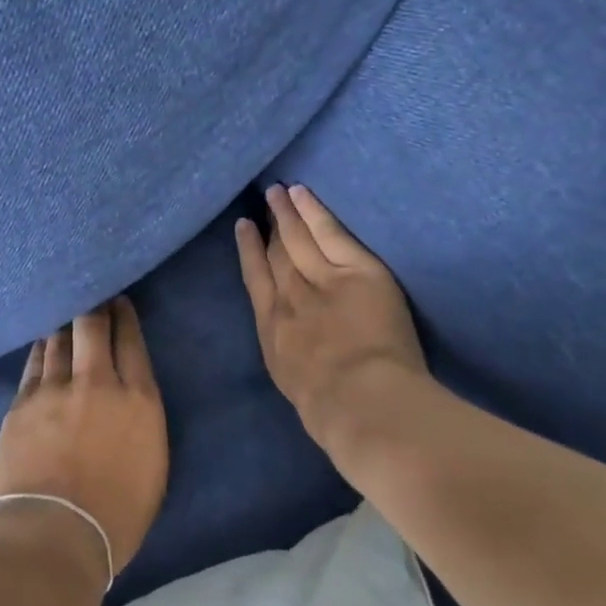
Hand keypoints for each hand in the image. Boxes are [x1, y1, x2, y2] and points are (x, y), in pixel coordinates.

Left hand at [0, 297, 168, 588]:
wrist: (53, 535)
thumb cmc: (116, 517)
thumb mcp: (152, 467)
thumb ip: (142, 422)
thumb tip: (129, 399)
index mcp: (138, 400)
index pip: (131, 341)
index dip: (124, 316)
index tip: (119, 302)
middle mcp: (98, 382)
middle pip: (93, 326)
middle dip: (94, 307)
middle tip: (92, 297)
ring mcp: (55, 389)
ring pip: (59, 339)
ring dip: (65, 325)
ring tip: (66, 316)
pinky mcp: (23, 402)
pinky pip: (34, 363)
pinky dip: (42, 349)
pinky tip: (43, 343)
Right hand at [236, 184, 437, 480]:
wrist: (360, 401)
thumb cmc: (332, 413)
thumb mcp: (298, 389)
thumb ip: (296, 362)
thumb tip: (299, 356)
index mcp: (273, 331)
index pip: (257, 282)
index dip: (249, 252)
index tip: (245, 229)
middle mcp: (288, 298)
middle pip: (275, 255)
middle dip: (268, 228)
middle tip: (262, 202)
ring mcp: (320, 280)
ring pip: (298, 239)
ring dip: (286, 213)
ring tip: (278, 192)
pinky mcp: (354, 271)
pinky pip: (330, 234)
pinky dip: (313, 213)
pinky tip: (302, 195)